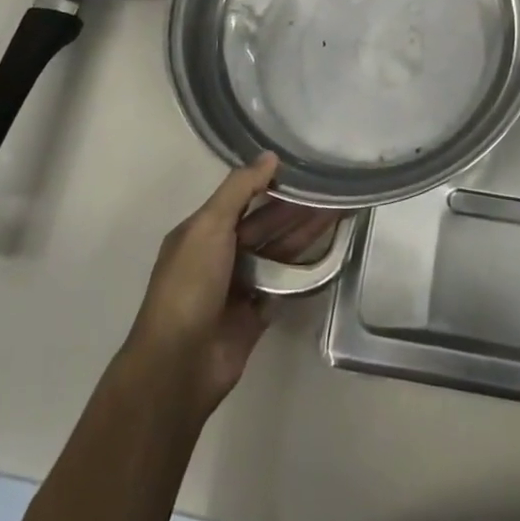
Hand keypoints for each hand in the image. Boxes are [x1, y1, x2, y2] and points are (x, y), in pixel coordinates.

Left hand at [122, 154, 339, 419]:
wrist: (179, 365)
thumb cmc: (189, 285)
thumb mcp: (208, 226)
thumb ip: (239, 189)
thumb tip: (270, 156)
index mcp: (203, 231)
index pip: (242, 198)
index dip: (271, 183)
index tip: (305, 167)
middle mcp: (221, 254)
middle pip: (266, 224)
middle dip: (297, 207)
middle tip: (334, 189)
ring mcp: (240, 285)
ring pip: (279, 251)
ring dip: (306, 233)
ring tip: (340, 212)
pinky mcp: (256, 313)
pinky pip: (285, 284)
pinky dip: (305, 270)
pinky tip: (332, 252)